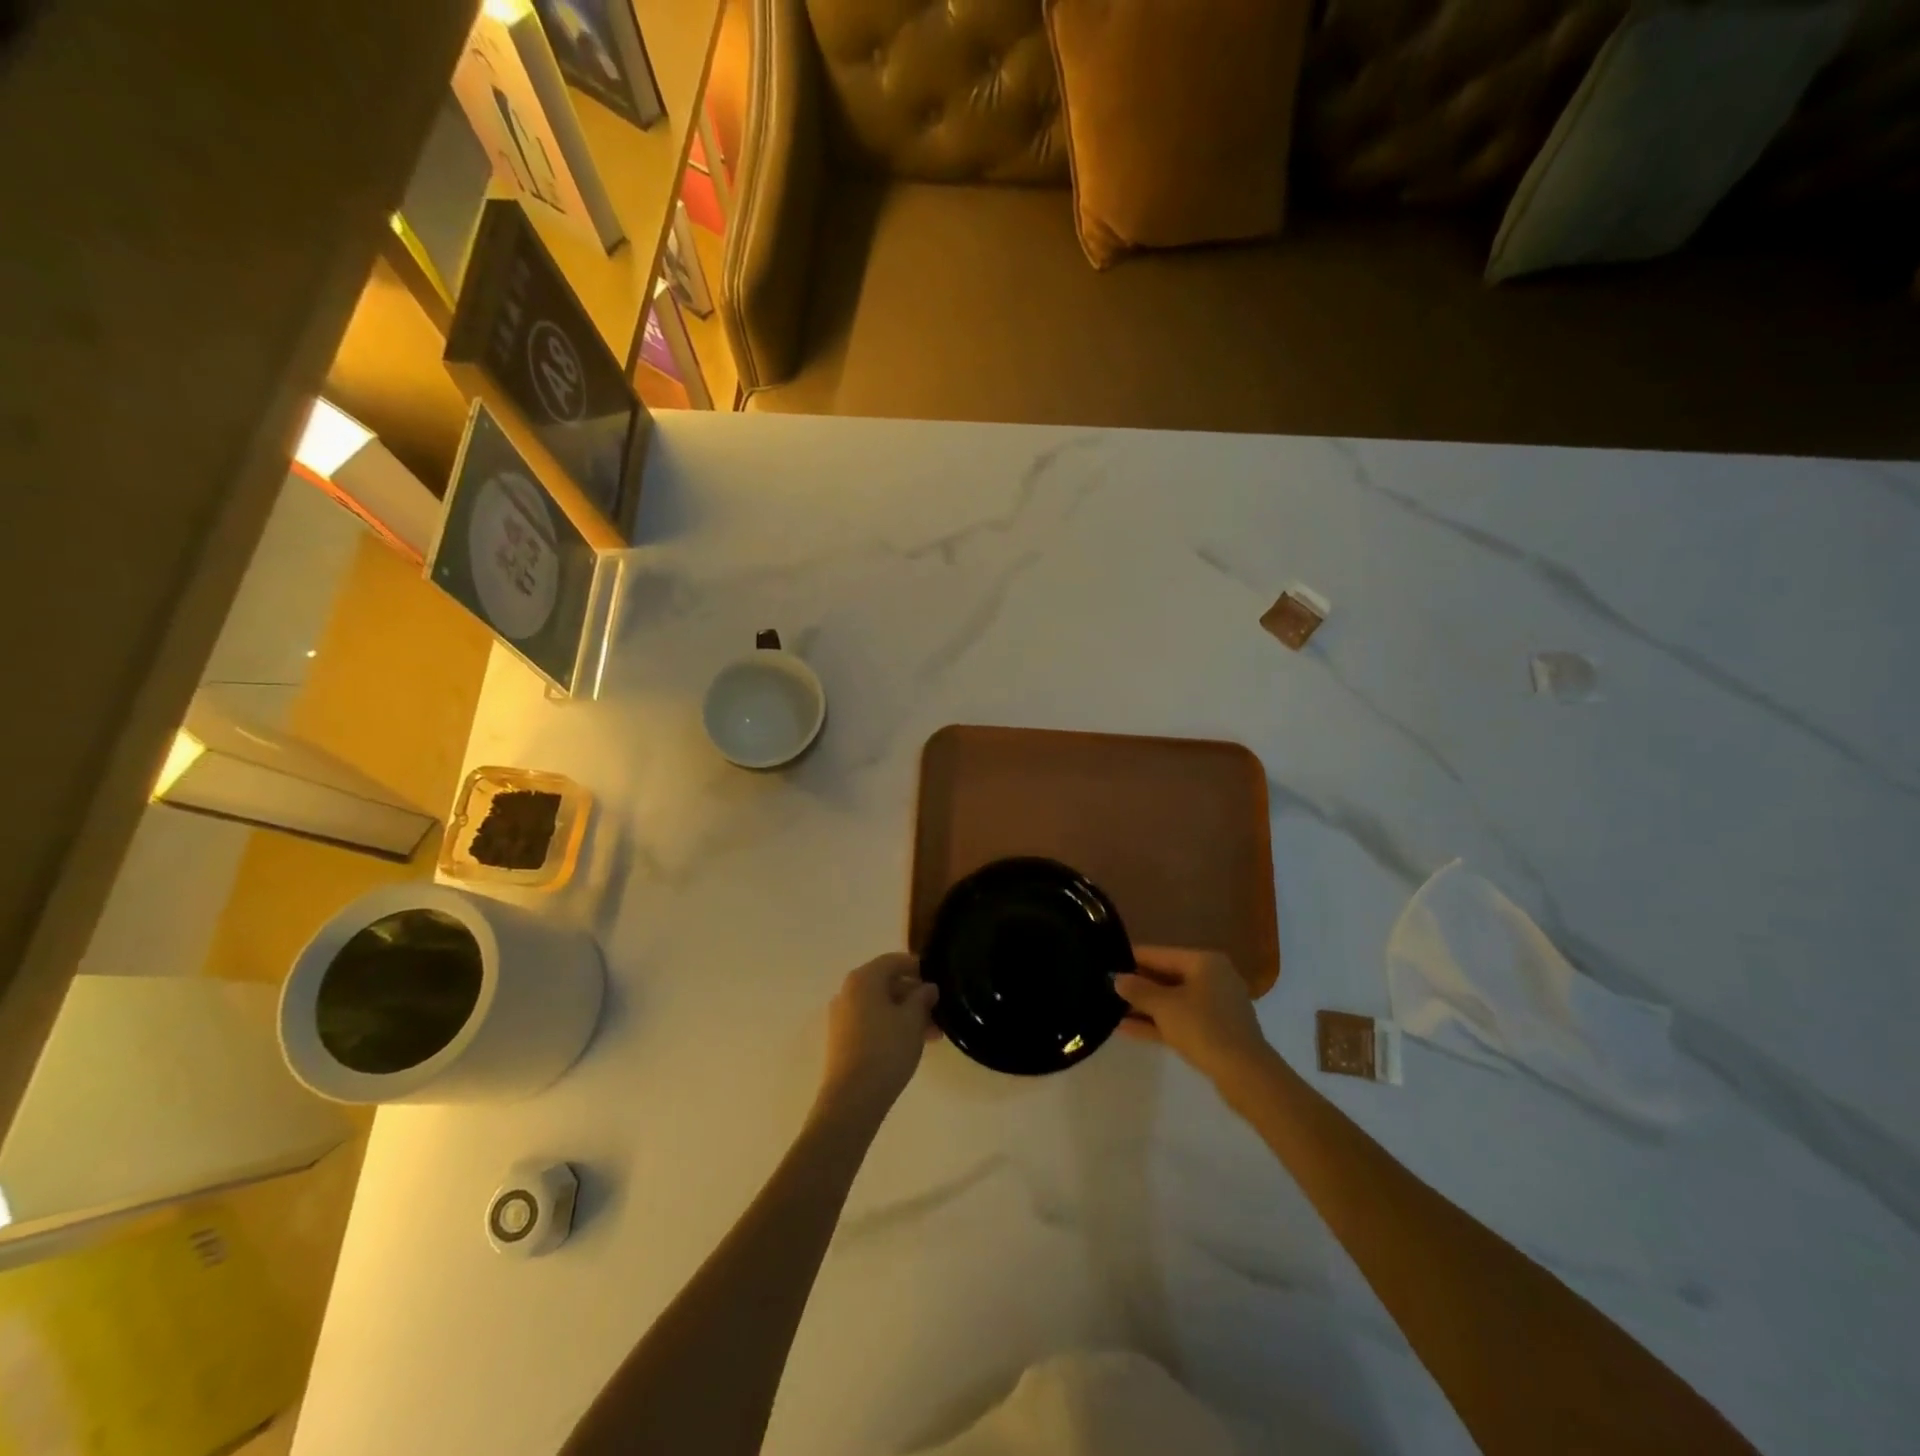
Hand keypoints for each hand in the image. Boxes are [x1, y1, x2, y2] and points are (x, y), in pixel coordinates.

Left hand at [817, 953, 938, 1122]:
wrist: (852, 1099)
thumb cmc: (886, 1050)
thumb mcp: (913, 1020)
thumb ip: (922, 998)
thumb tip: (928, 987)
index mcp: (863, 979)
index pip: (894, 960)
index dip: (918, 967)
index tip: (938, 981)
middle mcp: (848, 992)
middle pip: (886, 983)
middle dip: (914, 996)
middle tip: (938, 1013)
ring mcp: (842, 1016)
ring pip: (880, 1005)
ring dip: (906, 1014)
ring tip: (932, 1035)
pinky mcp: (841, 1039)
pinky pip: (871, 1022)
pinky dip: (891, 1026)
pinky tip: (911, 1044)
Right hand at [1115, 946, 1272, 1086]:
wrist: (1245, 1074)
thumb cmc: (1203, 1028)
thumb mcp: (1164, 1006)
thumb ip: (1138, 990)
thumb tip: (1117, 978)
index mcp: (1204, 962)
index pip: (1160, 954)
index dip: (1132, 958)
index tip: (1106, 962)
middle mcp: (1212, 978)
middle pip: (1166, 977)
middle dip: (1137, 985)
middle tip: (1106, 987)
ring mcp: (1215, 1006)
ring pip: (1172, 1001)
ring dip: (1144, 1007)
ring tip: (1111, 1009)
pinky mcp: (1215, 1031)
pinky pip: (1180, 1020)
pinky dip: (1158, 1023)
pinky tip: (1127, 1029)